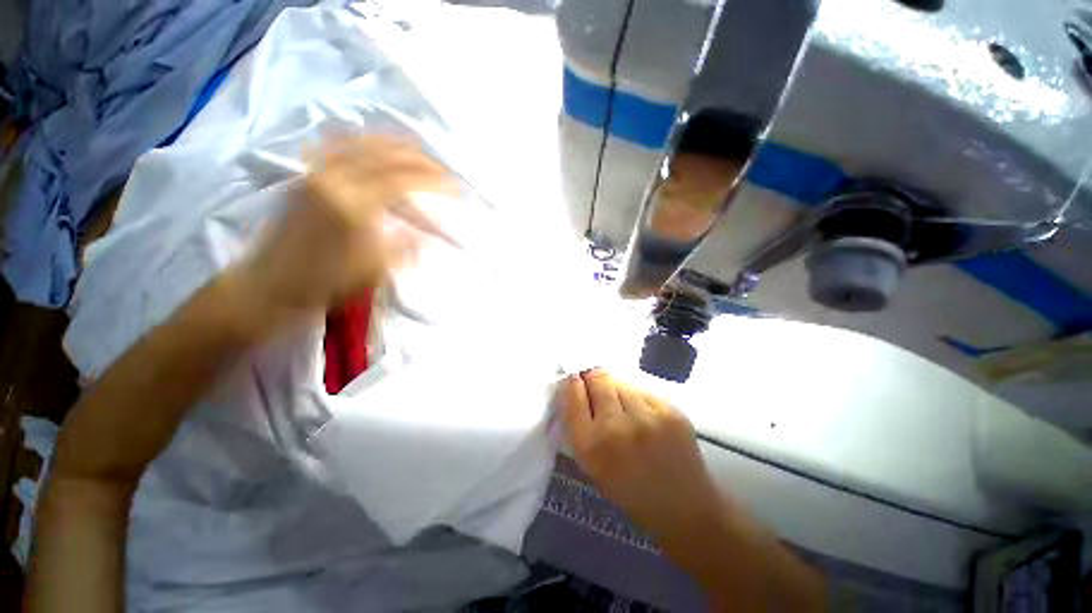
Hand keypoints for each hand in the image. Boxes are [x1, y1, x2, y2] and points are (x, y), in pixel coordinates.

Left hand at [237, 135, 456, 321]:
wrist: (270, 283)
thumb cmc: (324, 282)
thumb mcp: (373, 270)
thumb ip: (404, 246)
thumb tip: (429, 233)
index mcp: (352, 205)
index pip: (401, 180)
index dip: (432, 180)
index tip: (454, 186)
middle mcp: (332, 179)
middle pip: (383, 153)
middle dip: (418, 157)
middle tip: (441, 168)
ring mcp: (316, 173)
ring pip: (360, 143)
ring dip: (394, 144)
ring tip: (417, 152)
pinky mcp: (307, 176)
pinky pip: (338, 146)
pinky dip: (364, 142)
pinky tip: (376, 148)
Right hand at [560, 369, 725, 541]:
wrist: (683, 510)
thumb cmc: (630, 491)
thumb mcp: (592, 465)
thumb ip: (581, 426)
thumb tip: (576, 388)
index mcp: (590, 446)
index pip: (573, 395)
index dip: (573, 381)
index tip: (574, 377)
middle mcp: (615, 427)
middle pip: (598, 379)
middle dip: (594, 377)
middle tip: (597, 382)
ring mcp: (646, 418)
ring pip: (622, 382)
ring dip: (617, 389)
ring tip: (625, 406)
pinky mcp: (671, 412)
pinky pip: (645, 392)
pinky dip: (640, 399)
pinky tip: (646, 416)